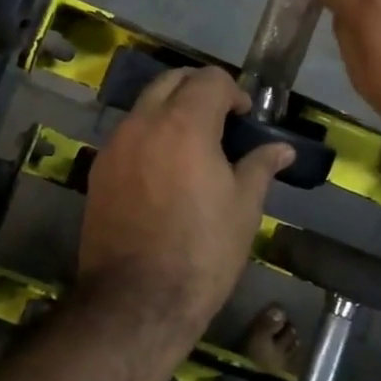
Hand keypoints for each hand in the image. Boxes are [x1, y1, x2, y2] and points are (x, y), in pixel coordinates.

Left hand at [77, 66, 292, 334]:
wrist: (137, 301)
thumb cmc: (202, 252)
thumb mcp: (243, 209)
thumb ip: (260, 166)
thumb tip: (282, 149)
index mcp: (184, 124)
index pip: (209, 79)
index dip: (233, 92)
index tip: (245, 119)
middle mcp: (143, 123)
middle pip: (171, 80)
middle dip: (198, 90)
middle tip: (220, 121)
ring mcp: (114, 146)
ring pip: (144, 106)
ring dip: (170, 111)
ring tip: (193, 147)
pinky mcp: (98, 171)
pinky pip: (127, 136)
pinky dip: (149, 136)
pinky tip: (164, 172)